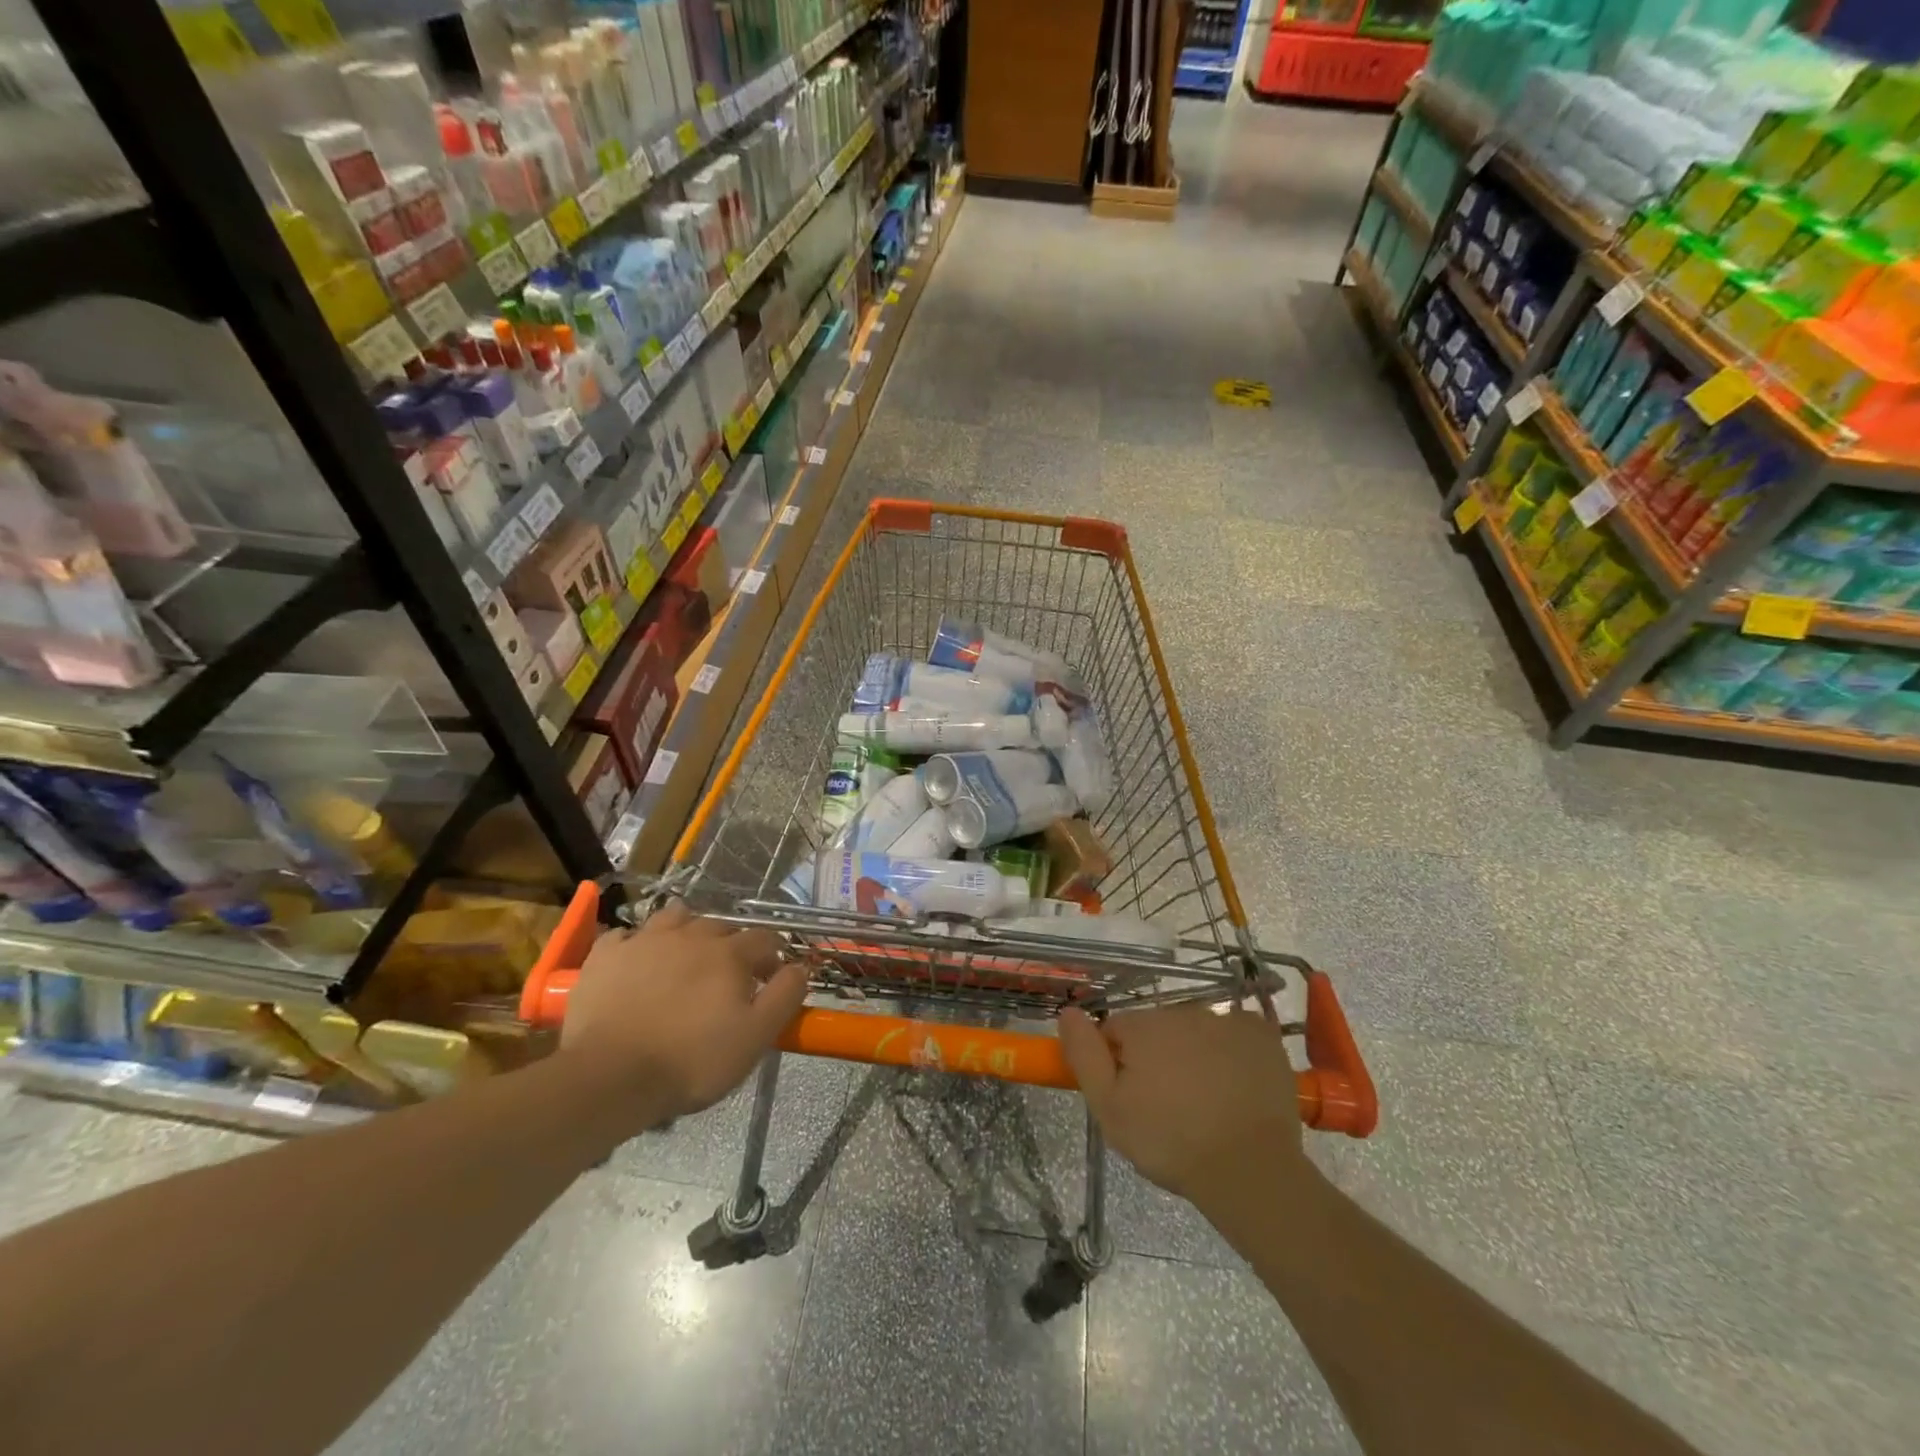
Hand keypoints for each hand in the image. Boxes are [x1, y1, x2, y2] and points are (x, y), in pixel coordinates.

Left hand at [560, 901, 808, 1123]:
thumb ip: (785, 996)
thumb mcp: (756, 1037)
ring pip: (674, 917)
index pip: (764, 939)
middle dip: (730, 944)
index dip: (772, 955)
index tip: (770, 978)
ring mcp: (645, 940)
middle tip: (728, 975)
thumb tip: (801, 967)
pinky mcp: (606, 956)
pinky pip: (625, 935)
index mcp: (729, 953)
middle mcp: (691, 935)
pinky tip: (637, 960)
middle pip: (720, 925)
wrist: (610, 1077)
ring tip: (684, 955)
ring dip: (686, 930)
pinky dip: (636, 943)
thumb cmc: (691, 1060)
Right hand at [1060, 1004, 1308, 1204]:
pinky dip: (1232, 1053)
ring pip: (1196, 1032)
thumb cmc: (1170, 1142)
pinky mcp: (1262, 1035)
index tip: (1131, 1097)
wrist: (1250, 1170)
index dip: (1117, 1063)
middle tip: (1167, 1105)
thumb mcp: (1108, 1109)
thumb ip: (1084, 1055)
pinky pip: (1236, 1034)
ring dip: (1193, 1055)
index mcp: (1143, 1026)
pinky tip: (1235, 1086)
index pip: (1115, 1030)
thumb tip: (1068, 1012)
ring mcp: (1226, 1020)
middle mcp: (1182, 1011)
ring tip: (1205, 1103)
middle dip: (1156, 1057)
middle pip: (1157, 1028)